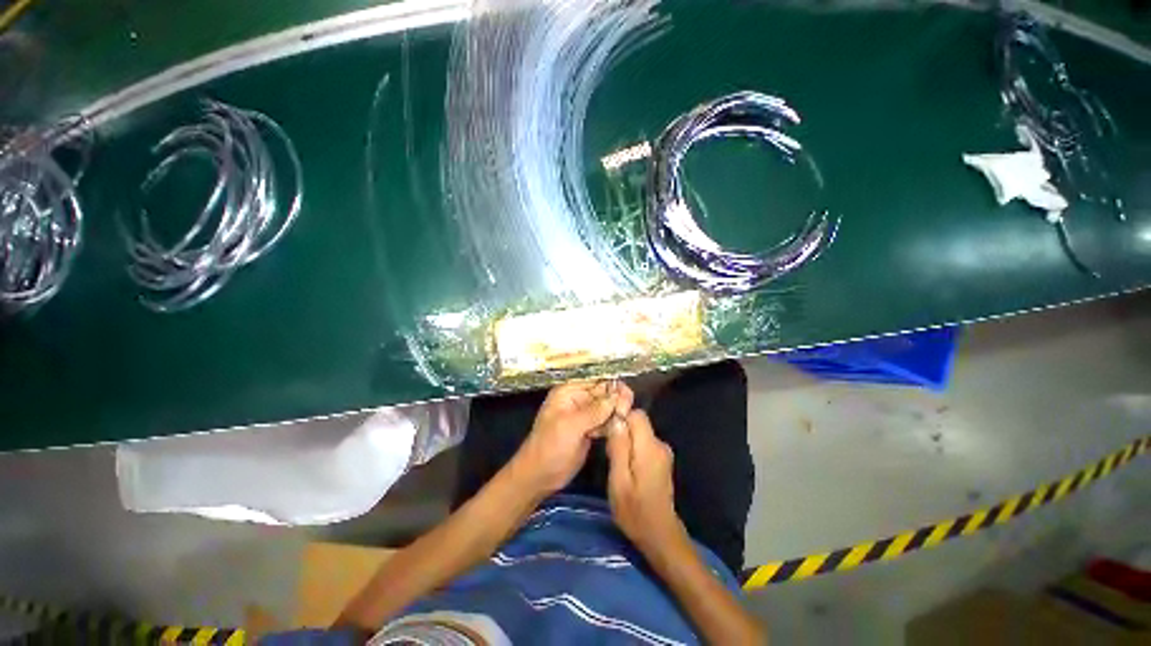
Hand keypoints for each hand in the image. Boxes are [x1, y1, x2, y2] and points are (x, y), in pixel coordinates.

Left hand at [509, 381, 633, 496]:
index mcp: (568, 393)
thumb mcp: (571, 426)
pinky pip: (605, 422)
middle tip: (628, 409)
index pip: (595, 382)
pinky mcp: (589, 431)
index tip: (626, 395)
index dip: (611, 386)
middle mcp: (577, 400)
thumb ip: (594, 411)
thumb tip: (617, 397)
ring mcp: (584, 416)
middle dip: (616, 399)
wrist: (540, 476)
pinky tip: (622, 427)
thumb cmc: (550, 446)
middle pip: (603, 394)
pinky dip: (613, 424)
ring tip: (627, 417)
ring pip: (606, 409)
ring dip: (617, 412)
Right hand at [606, 409, 685, 549]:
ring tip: (615, 464)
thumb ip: (618, 448)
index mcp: (650, 447)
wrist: (659, 535)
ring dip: (626, 442)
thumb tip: (617, 420)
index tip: (607, 432)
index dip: (620, 417)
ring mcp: (663, 453)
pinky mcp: (661, 460)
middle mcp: (660, 444)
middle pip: (638, 423)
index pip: (637, 414)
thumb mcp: (619, 480)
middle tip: (609, 454)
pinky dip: (632, 450)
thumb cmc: (634, 511)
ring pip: (639, 433)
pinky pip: (643, 443)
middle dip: (621, 432)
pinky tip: (626, 469)